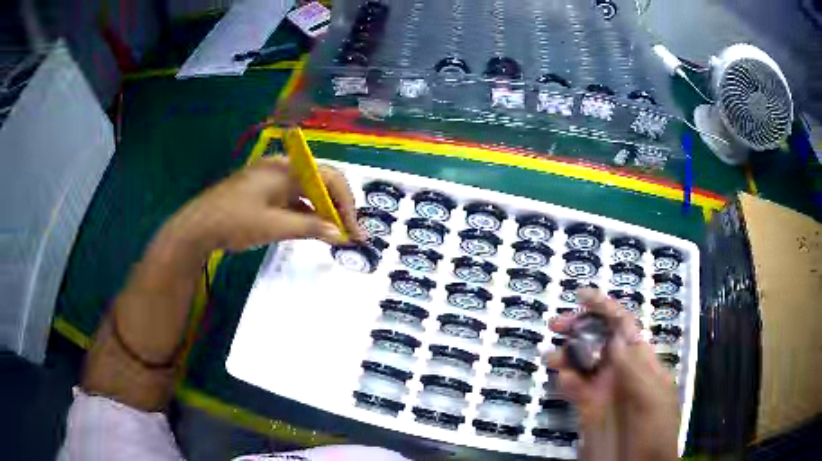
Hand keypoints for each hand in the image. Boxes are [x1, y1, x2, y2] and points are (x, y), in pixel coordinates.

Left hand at [167, 157, 365, 253]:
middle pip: (320, 182)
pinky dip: (305, 214)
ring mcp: (271, 181)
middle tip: (348, 233)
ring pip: (307, 192)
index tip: (354, 229)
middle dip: (337, 207)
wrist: (197, 227)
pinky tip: (312, 230)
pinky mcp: (264, 194)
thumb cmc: (234, 221)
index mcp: (285, 169)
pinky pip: (292, 200)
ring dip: (322, 212)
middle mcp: (281, 169)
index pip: (328, 176)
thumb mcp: (273, 226)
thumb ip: (308, 228)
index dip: (346, 202)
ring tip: (335, 234)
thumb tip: (339, 234)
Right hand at [545, 288, 678, 460]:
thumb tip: (617, 335)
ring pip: (582, 361)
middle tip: (556, 325)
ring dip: (566, 353)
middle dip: (579, 326)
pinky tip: (559, 379)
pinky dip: (564, 379)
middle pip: (599, 339)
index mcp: (641, 362)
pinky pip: (573, 387)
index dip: (605, 307)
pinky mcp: (586, 409)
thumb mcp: (652, 399)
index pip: (624, 326)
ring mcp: (603, 390)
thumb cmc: (654, 432)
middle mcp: (621, 371)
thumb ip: (635, 368)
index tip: (581, 296)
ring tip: (551, 356)